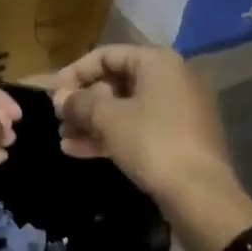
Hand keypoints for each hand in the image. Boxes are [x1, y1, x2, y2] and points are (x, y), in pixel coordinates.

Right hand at [50, 45, 232, 202]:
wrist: (200, 194)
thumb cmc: (151, 142)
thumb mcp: (107, 118)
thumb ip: (79, 102)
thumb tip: (59, 97)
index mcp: (157, 62)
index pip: (105, 55)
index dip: (74, 73)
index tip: (51, 95)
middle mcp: (170, 79)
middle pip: (115, 82)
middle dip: (82, 102)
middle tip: (58, 120)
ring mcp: (177, 110)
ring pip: (124, 109)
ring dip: (91, 122)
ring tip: (63, 139)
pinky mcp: (177, 138)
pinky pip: (137, 128)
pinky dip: (110, 136)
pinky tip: (79, 151)